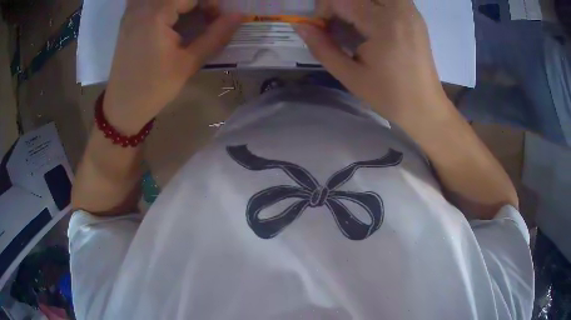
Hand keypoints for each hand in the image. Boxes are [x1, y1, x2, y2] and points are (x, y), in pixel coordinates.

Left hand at [103, 0, 241, 133]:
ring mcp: (131, 11)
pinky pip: (147, 0)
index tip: (215, 19)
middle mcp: (141, 6)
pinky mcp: (128, 18)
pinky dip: (163, 5)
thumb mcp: (188, 63)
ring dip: (180, 3)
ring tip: (187, 15)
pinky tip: (168, 15)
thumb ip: (216, 36)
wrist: (122, 106)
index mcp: (156, 14)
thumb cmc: (154, 88)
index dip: (210, 3)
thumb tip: (239, 16)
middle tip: (204, 16)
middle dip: (196, 2)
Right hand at [296, 0, 447, 124]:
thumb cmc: (389, 96)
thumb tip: (300, 26)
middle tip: (337, 21)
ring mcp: (410, 10)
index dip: (324, 9)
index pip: (341, 0)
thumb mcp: (350, 76)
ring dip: (356, 2)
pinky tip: (370, 19)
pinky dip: (372, 3)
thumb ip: (322, 48)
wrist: (425, 107)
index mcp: (384, 24)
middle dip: (340, 2)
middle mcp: (399, 9)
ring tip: (352, 20)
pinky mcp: (414, 14)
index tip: (322, 28)